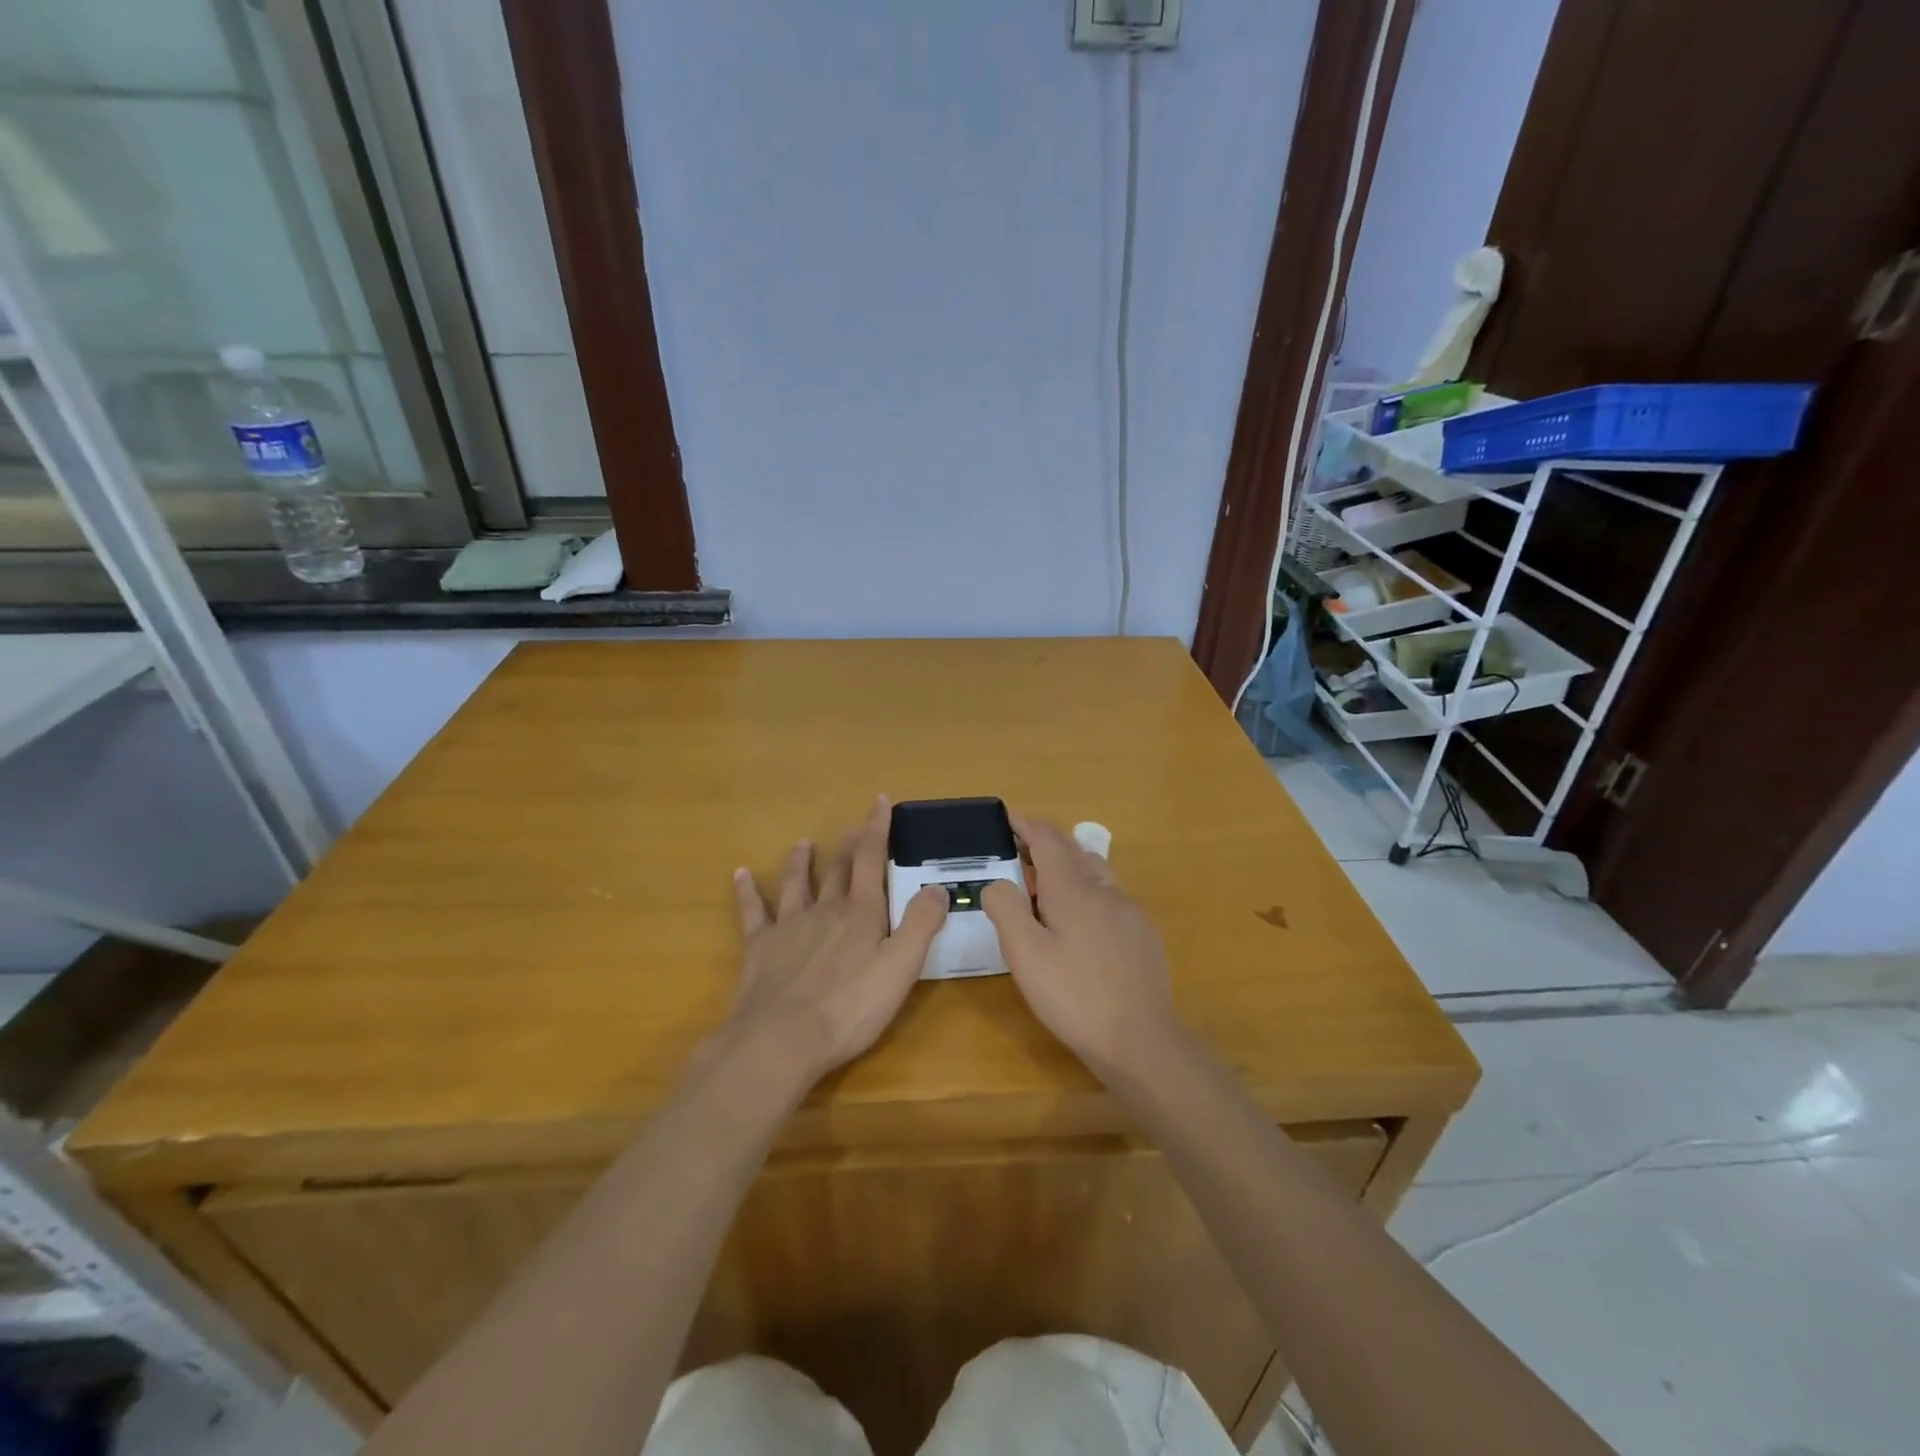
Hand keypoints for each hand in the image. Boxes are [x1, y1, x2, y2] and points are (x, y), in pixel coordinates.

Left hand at [724, 799, 948, 1090]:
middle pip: (837, 870)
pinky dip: (747, 891)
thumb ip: (921, 924)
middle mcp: (825, 911)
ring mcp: (789, 927)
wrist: (781, 1040)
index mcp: (861, 915)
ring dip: (801, 862)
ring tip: (803, 842)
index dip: (877, 829)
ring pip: (797, 884)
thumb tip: (938, 886)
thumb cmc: (849, 1008)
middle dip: (848, 846)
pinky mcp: (760, 948)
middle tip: (852, 826)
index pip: (871, 861)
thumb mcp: (900, 968)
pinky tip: (739, 874)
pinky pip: (752, 912)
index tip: (880, 801)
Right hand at [982, 813, 1176, 1074]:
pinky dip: (1087, 891)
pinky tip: (1080, 922)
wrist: (1140, 1039)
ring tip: (1045, 885)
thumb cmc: (1074, 996)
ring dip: (1069, 866)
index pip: (1048, 840)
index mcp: (1073, 890)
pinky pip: (1110, 896)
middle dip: (1045, 843)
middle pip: (1074, 850)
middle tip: (1018, 851)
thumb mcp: (1025, 955)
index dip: (1026, 825)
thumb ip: (1006, 910)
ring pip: (1096, 871)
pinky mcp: (1143, 934)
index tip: (1007, 818)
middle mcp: (1105, 890)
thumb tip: (999, 882)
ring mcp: (1129, 911)